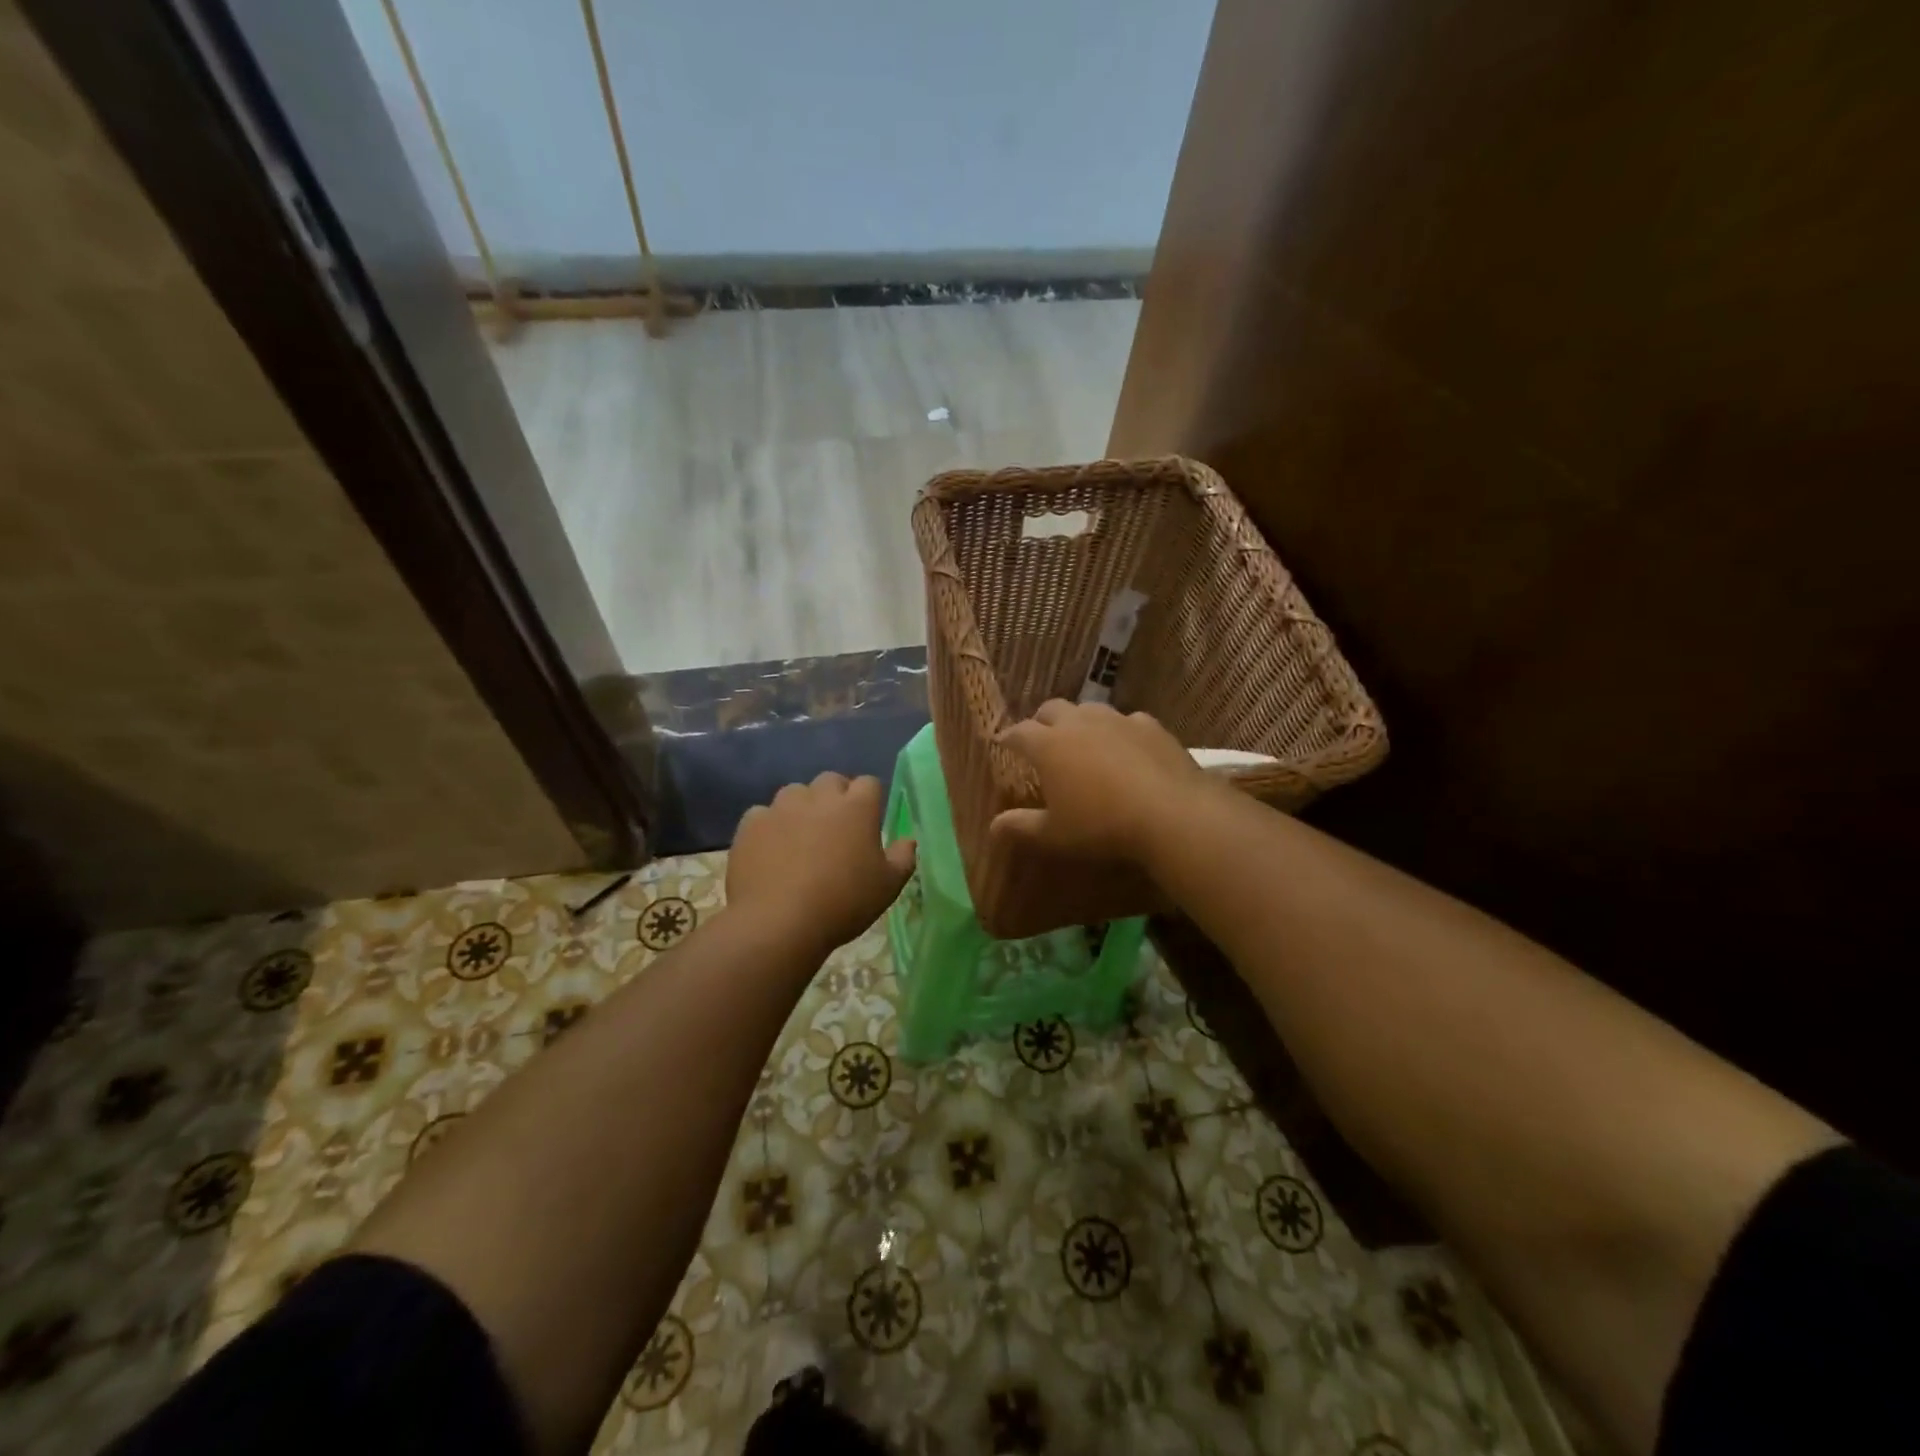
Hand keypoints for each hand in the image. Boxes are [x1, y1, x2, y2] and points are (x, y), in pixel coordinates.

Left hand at [728, 772, 916, 954]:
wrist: (779, 922)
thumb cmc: (843, 903)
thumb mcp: (888, 887)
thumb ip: (903, 858)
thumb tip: (909, 840)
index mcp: (857, 807)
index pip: (869, 783)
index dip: (870, 799)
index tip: (869, 821)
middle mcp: (819, 797)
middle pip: (831, 780)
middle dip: (835, 797)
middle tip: (836, 828)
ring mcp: (781, 807)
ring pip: (795, 793)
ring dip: (801, 807)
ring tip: (801, 837)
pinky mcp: (751, 824)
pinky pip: (763, 814)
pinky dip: (769, 826)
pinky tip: (771, 851)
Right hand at [990, 700, 1208, 863]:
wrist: (1170, 813)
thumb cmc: (1101, 825)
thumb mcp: (1055, 834)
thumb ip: (1022, 827)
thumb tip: (992, 826)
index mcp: (1049, 746)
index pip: (1019, 732)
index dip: (1008, 737)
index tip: (1003, 742)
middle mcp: (1078, 723)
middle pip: (1052, 709)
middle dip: (1042, 721)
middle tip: (1041, 739)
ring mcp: (1116, 719)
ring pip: (1089, 709)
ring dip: (1079, 721)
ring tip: (1082, 740)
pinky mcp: (1149, 725)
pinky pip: (1126, 720)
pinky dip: (1118, 731)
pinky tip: (1125, 746)